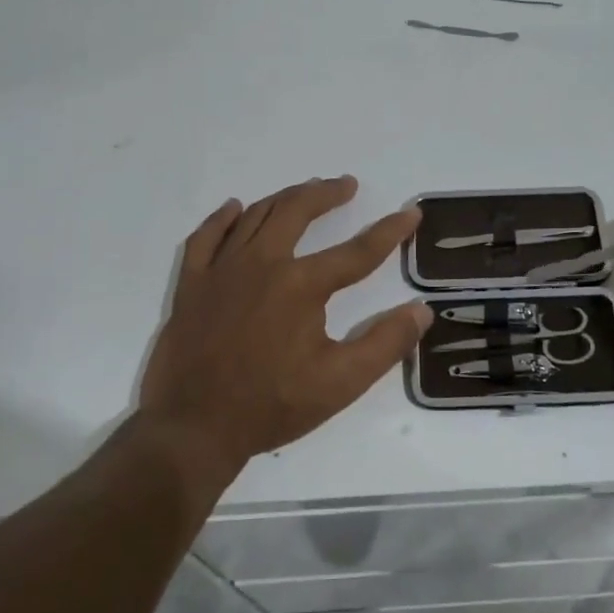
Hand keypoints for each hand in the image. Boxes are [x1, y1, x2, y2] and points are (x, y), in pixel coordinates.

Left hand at [139, 175, 431, 474]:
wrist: (195, 427)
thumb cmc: (273, 405)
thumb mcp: (341, 383)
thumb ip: (386, 344)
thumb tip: (421, 310)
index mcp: (301, 285)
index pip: (357, 251)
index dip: (389, 232)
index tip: (410, 214)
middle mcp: (261, 264)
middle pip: (297, 212)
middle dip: (326, 194)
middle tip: (346, 185)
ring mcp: (221, 270)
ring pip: (254, 216)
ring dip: (284, 199)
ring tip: (304, 192)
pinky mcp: (191, 285)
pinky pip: (205, 237)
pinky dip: (221, 219)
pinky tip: (234, 209)